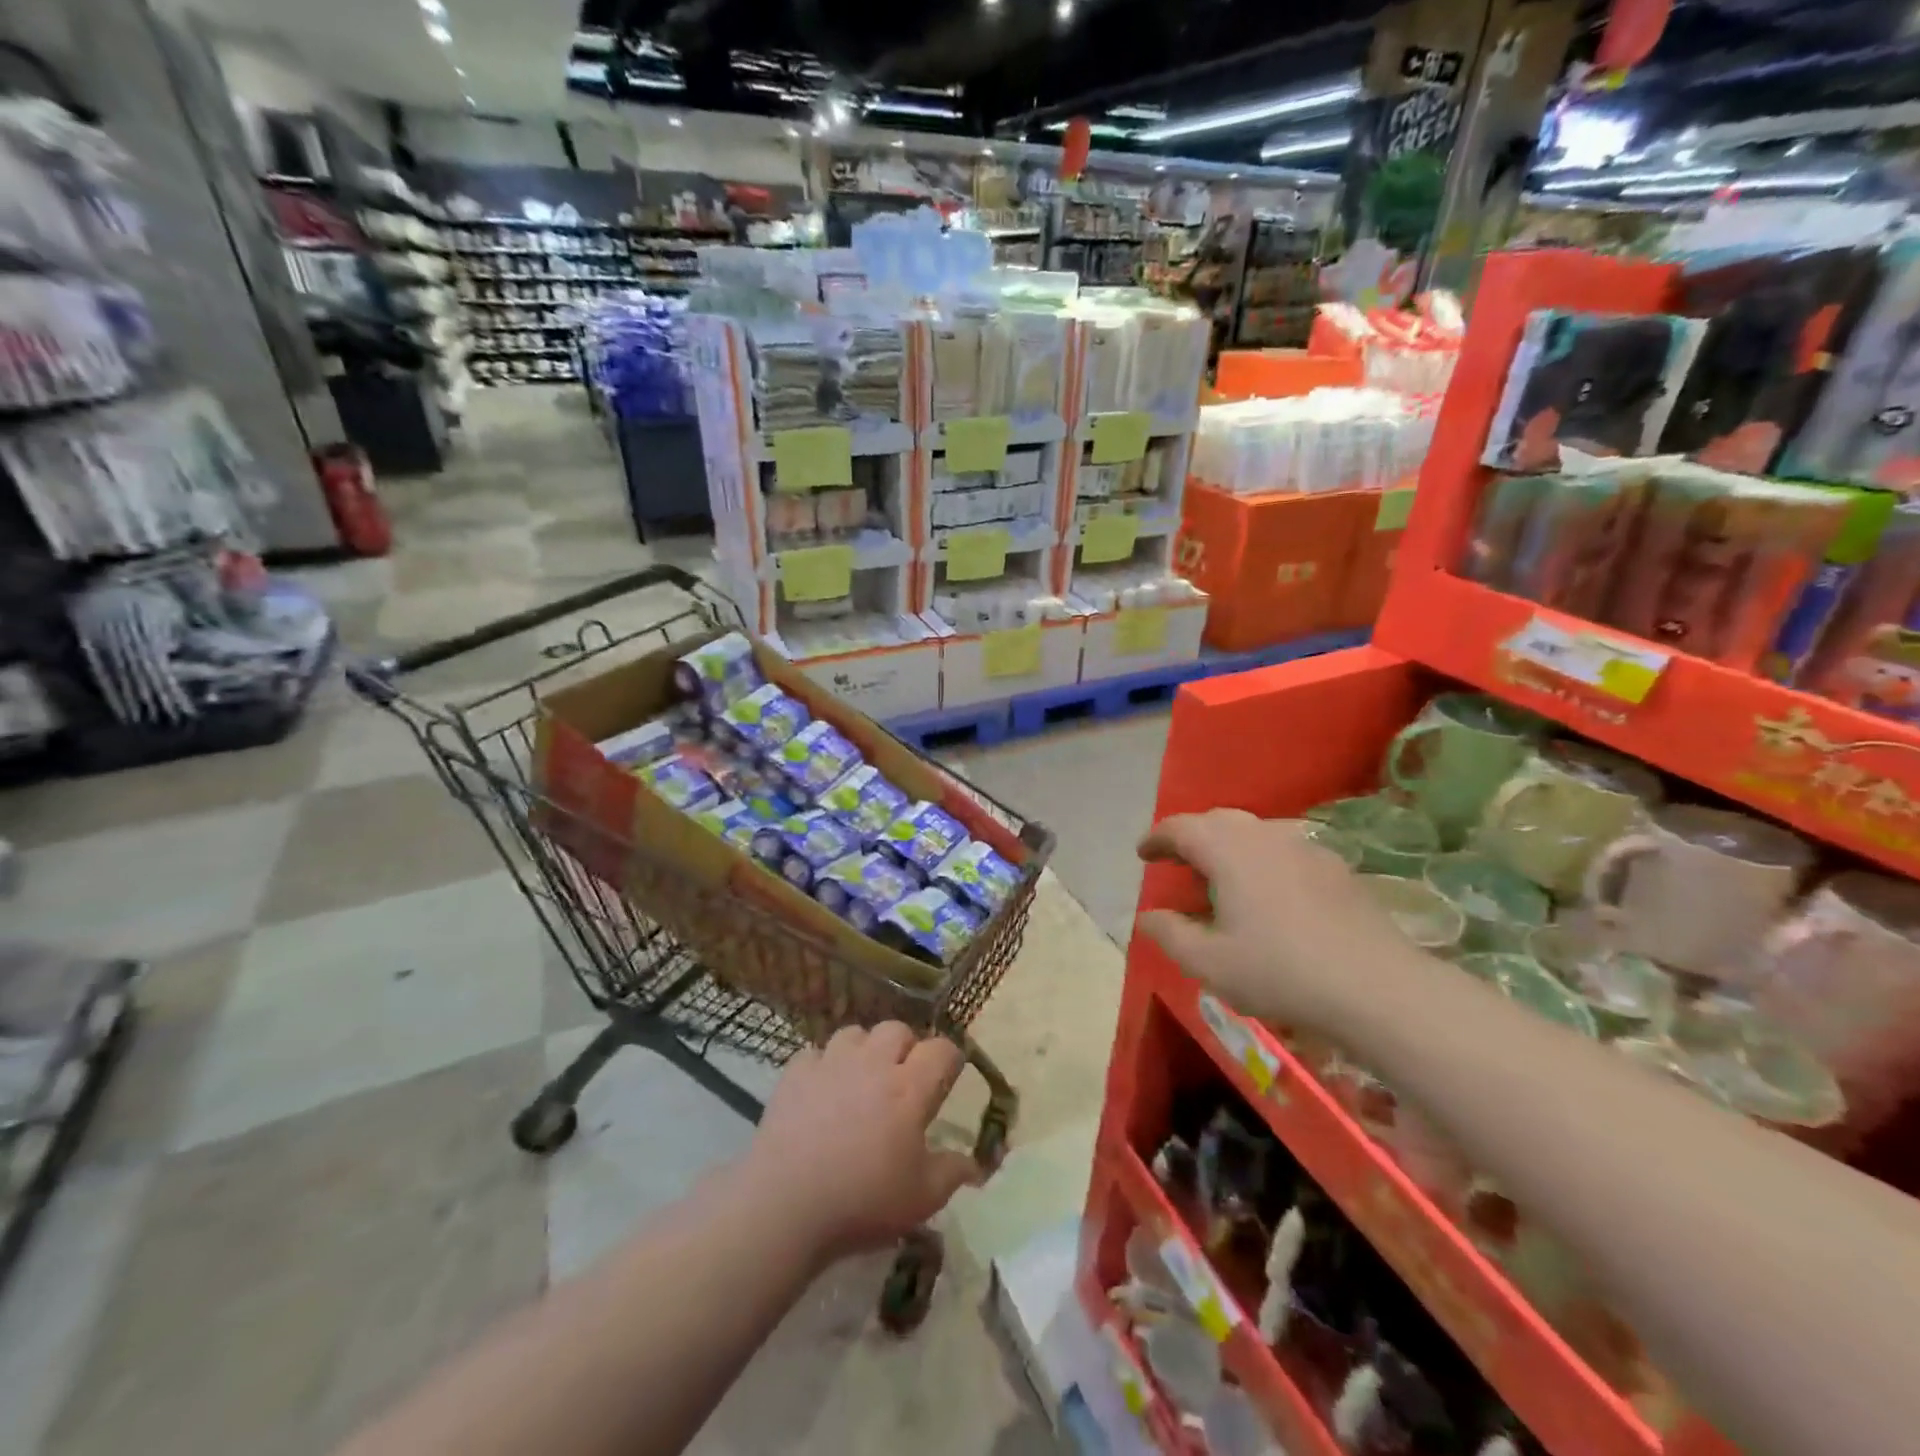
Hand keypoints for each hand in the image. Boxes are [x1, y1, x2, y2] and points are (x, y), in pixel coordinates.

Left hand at [742, 1023, 979, 1262]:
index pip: (943, 1050)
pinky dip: (823, 1066)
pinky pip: (816, 1053)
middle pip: (898, 1030)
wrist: (785, 1204)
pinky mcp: (796, 1072)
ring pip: (856, 1033)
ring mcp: (832, 1062)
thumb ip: (952, 1173)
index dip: (950, 1060)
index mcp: (910, 1088)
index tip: (947, 1078)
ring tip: (860, 1078)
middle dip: (906, 1047)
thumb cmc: (862, 1202)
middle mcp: (874, 1063)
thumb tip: (975, 1163)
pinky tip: (821, 1090)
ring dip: (864, 1050)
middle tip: (902, 1079)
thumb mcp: (921, 1199)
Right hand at [1136, 810, 1418, 1032]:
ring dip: (1228, 847)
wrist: (1377, 987)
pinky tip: (1269, 895)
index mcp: (1229, 850)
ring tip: (1221, 878)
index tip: (1143, 854)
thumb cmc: (1280, 971)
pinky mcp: (1336, 868)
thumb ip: (1170, 934)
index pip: (1181, 827)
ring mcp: (1306, 848)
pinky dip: (1262, 861)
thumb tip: (1147, 916)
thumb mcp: (1209, 962)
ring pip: (1255, 833)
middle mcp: (1266, 835)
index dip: (1157, 838)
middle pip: (1218, 821)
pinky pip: (1285, 850)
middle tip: (1177, 863)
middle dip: (1192, 837)